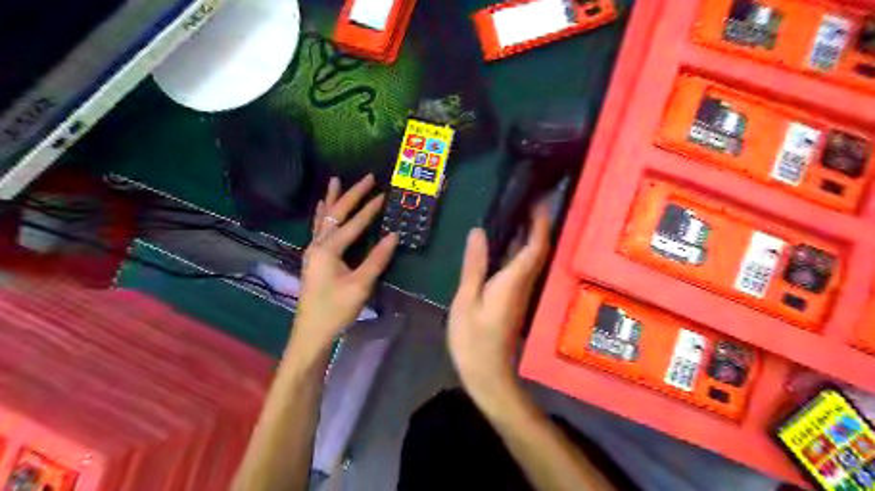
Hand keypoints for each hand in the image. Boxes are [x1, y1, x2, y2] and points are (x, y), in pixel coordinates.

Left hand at [295, 177, 401, 355]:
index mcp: (328, 249)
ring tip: (335, 180)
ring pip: (324, 218)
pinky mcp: (314, 258)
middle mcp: (318, 245)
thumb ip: (377, 259)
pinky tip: (321, 207)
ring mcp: (313, 251)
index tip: (385, 193)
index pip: (353, 224)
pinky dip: (322, 214)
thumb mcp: (360, 285)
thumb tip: (394, 235)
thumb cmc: (336, 309)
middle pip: (335, 214)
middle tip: (367, 177)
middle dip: (352, 195)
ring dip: (333, 199)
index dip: (370, 209)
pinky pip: (318, 228)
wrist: (312, 332)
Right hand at [446, 204, 548, 395]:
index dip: (539, 223)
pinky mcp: (514, 300)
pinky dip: (517, 251)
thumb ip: (474, 266)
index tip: (539, 201)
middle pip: (537, 250)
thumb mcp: (467, 300)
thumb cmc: (473, 340)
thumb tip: (479, 233)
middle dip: (537, 225)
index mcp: (513, 281)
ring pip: (530, 259)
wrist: (488, 375)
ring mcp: (520, 293)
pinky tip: (503, 245)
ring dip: (528, 236)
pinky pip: (520, 268)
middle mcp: (523, 284)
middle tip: (526, 202)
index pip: (535, 246)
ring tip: (515, 215)